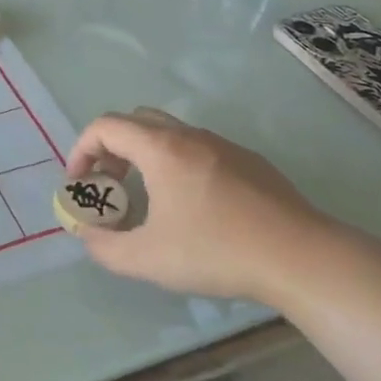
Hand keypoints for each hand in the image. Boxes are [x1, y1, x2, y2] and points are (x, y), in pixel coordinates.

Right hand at [65, 108, 366, 306]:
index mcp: (161, 149)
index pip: (105, 126)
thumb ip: (105, 247)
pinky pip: (199, 148)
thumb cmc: (217, 252)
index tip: (79, 184)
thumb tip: (88, 235)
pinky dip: (177, 164)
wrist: (300, 257)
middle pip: (135, 121)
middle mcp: (190, 135)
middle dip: (111, 148)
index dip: (81, 150)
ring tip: (147, 198)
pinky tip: (193, 206)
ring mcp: (224, 145)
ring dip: (144, 156)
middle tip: (110, 186)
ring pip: (170, 133)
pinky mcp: (249, 161)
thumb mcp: (147, 259)